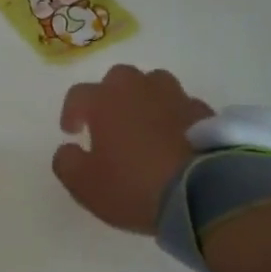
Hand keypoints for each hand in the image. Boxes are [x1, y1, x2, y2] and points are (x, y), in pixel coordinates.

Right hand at [53, 66, 211, 234]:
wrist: (201, 193)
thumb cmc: (133, 186)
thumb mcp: (84, 185)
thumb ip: (66, 162)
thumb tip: (68, 149)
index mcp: (105, 100)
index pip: (78, 94)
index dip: (71, 112)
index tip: (72, 132)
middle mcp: (139, 89)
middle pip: (119, 78)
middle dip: (110, 96)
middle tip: (109, 122)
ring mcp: (175, 97)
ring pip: (154, 84)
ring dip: (145, 99)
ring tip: (144, 125)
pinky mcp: (204, 113)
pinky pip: (182, 106)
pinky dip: (174, 116)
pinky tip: (174, 138)